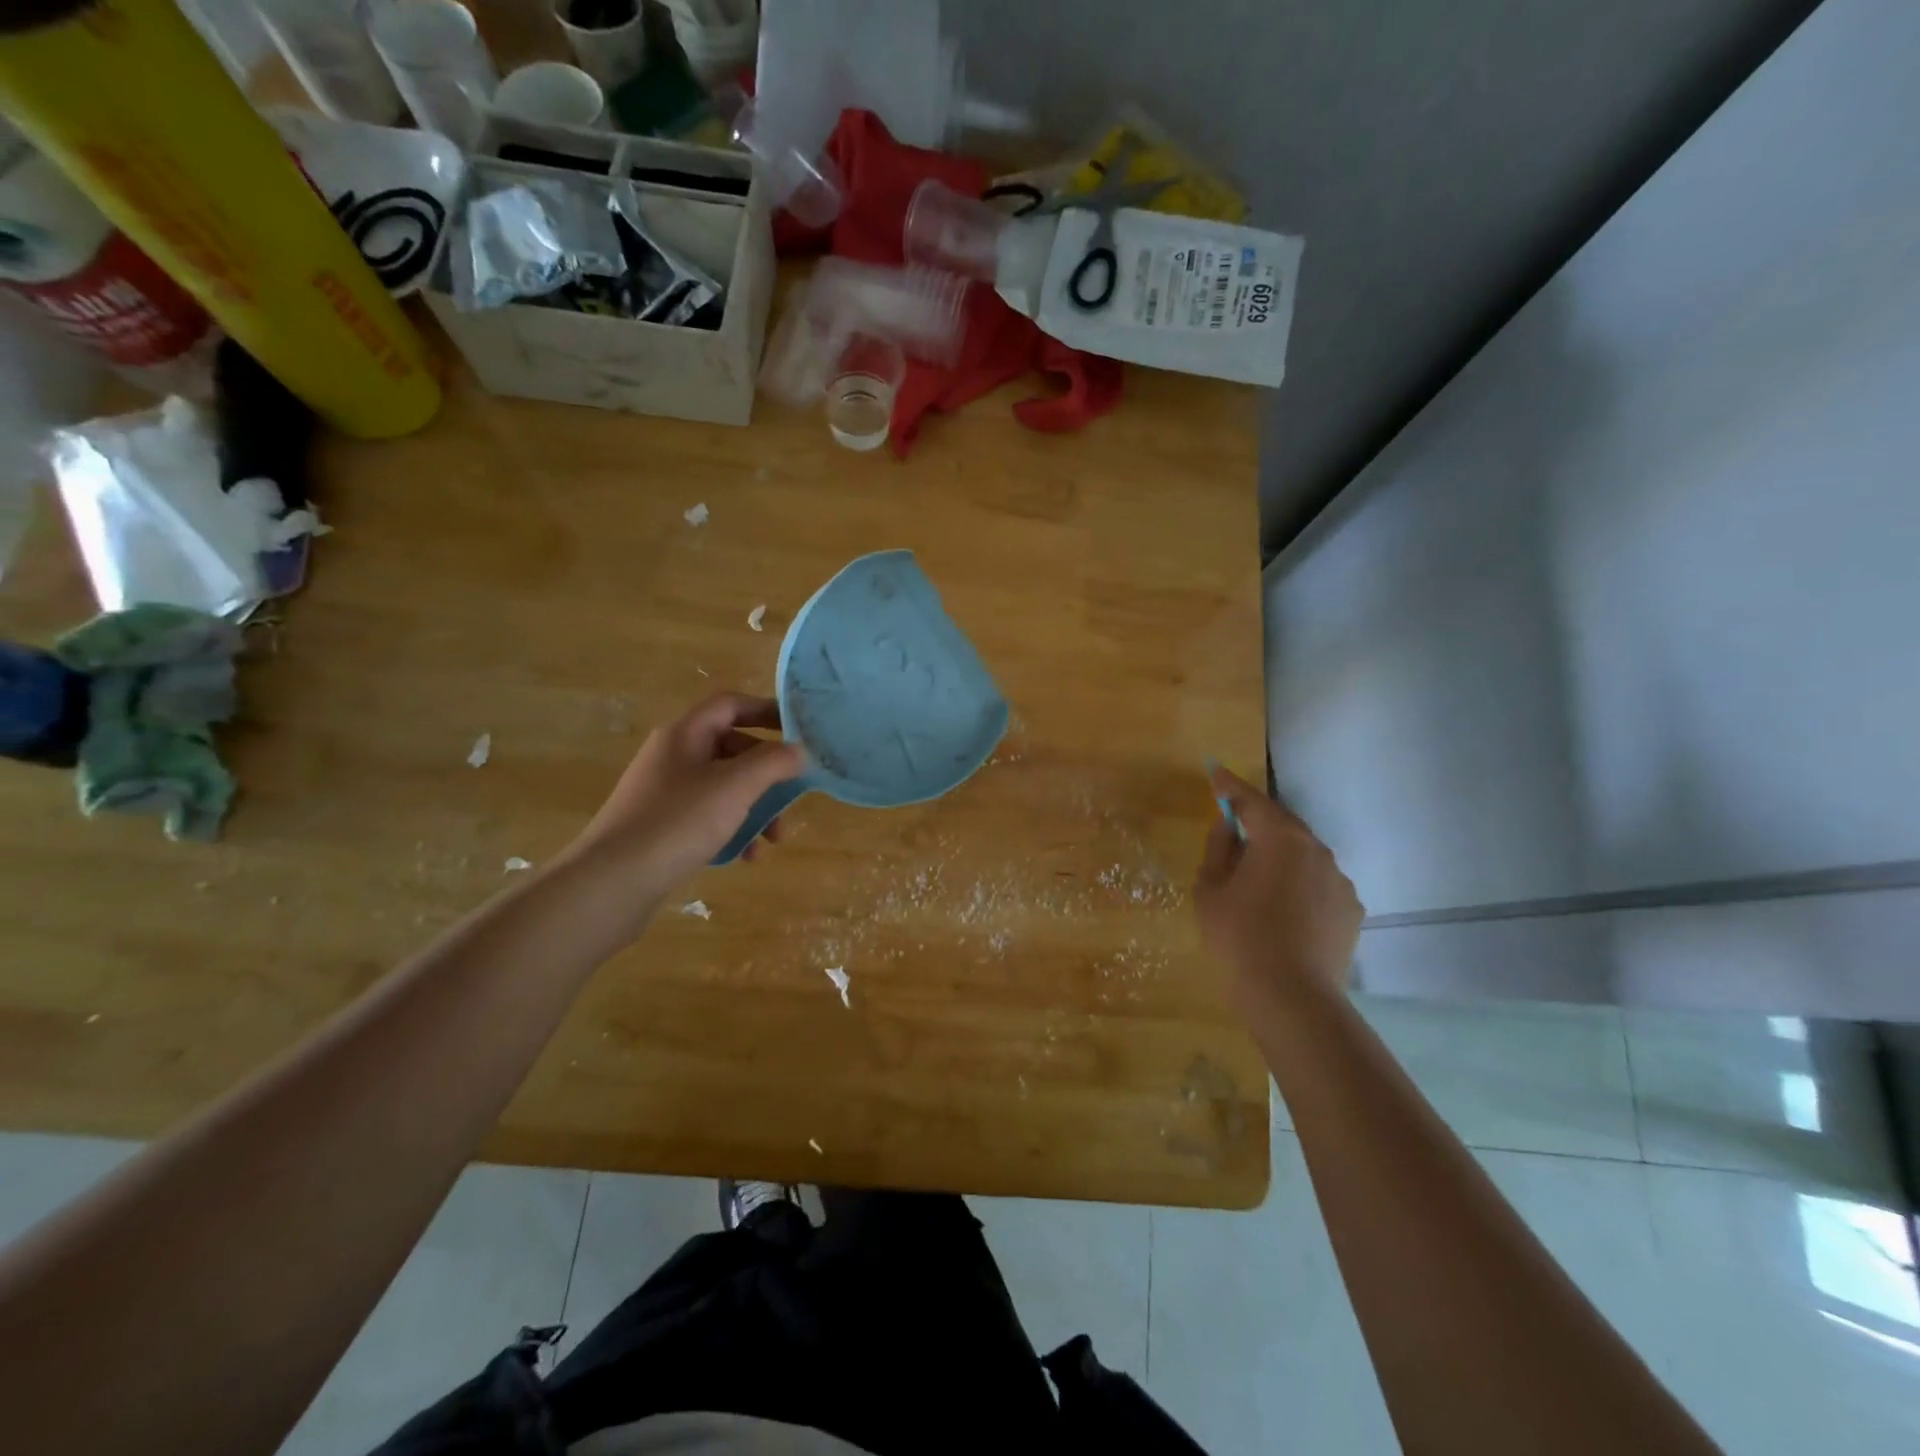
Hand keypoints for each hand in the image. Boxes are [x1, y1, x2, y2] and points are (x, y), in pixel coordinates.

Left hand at [565, 692, 805, 893]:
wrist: (612, 881)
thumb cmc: (678, 821)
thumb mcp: (735, 786)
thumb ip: (773, 762)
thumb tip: (799, 750)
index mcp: (685, 734)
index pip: (731, 705)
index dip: (767, 711)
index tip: (799, 731)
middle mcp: (673, 756)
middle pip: (731, 748)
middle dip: (768, 772)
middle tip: (793, 795)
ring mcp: (664, 792)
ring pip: (723, 786)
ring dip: (755, 806)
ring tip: (774, 838)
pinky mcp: (660, 825)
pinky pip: (707, 815)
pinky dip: (732, 828)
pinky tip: (746, 855)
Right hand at [1194, 764, 1363, 1013]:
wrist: (1292, 999)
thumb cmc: (1240, 939)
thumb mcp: (1210, 890)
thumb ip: (1218, 850)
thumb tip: (1229, 827)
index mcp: (1280, 839)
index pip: (1251, 800)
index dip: (1230, 786)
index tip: (1215, 773)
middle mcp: (1317, 850)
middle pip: (1282, 825)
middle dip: (1257, 822)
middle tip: (1234, 827)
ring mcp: (1340, 881)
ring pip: (1303, 856)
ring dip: (1280, 857)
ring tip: (1258, 879)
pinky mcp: (1351, 910)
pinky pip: (1318, 884)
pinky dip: (1299, 885)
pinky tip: (1284, 910)